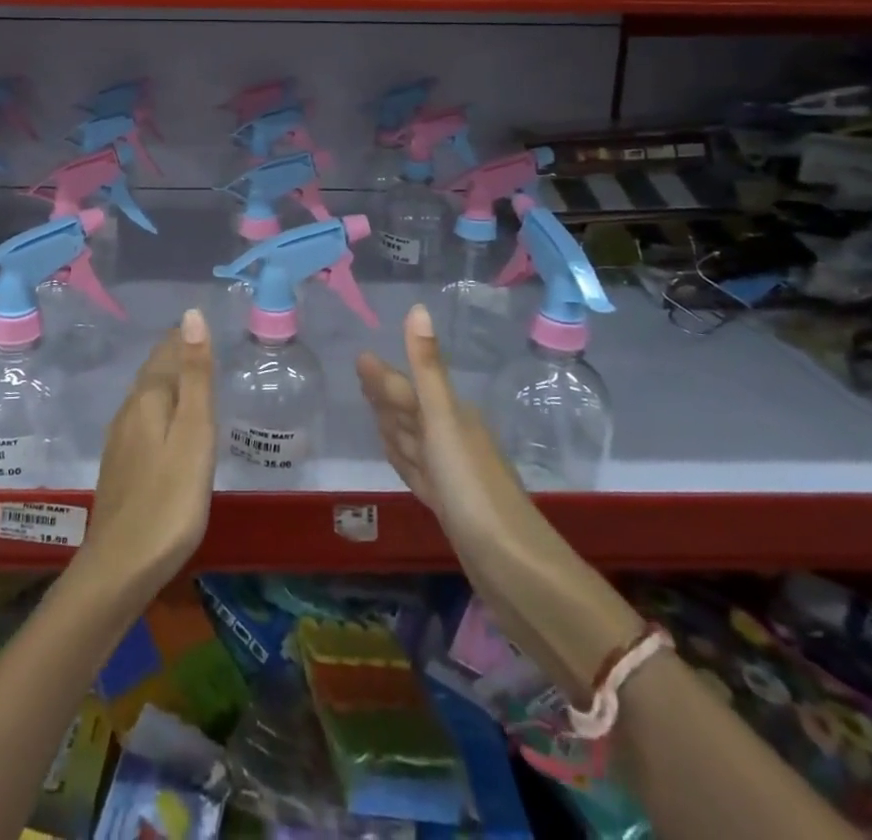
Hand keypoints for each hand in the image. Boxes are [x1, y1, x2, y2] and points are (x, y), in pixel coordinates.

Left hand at [83, 308, 215, 592]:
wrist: (121, 566)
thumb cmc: (170, 498)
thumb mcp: (194, 433)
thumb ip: (195, 375)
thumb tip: (191, 315)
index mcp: (147, 398)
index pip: (167, 352)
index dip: (186, 338)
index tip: (207, 325)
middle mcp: (129, 411)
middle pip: (154, 372)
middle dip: (176, 355)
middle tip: (204, 345)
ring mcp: (120, 440)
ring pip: (147, 396)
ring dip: (168, 381)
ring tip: (192, 377)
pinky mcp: (120, 466)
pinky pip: (143, 419)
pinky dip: (161, 408)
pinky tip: (168, 424)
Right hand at [356, 304, 548, 565]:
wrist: (510, 563)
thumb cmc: (471, 484)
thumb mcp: (444, 419)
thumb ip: (427, 367)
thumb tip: (417, 308)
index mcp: (450, 416)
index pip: (408, 389)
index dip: (383, 376)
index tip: (361, 358)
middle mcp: (451, 439)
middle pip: (410, 411)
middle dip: (386, 394)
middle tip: (361, 375)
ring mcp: (450, 474)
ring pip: (413, 441)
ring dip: (394, 425)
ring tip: (375, 411)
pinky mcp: (448, 505)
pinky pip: (418, 472)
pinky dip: (405, 461)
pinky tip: (402, 459)